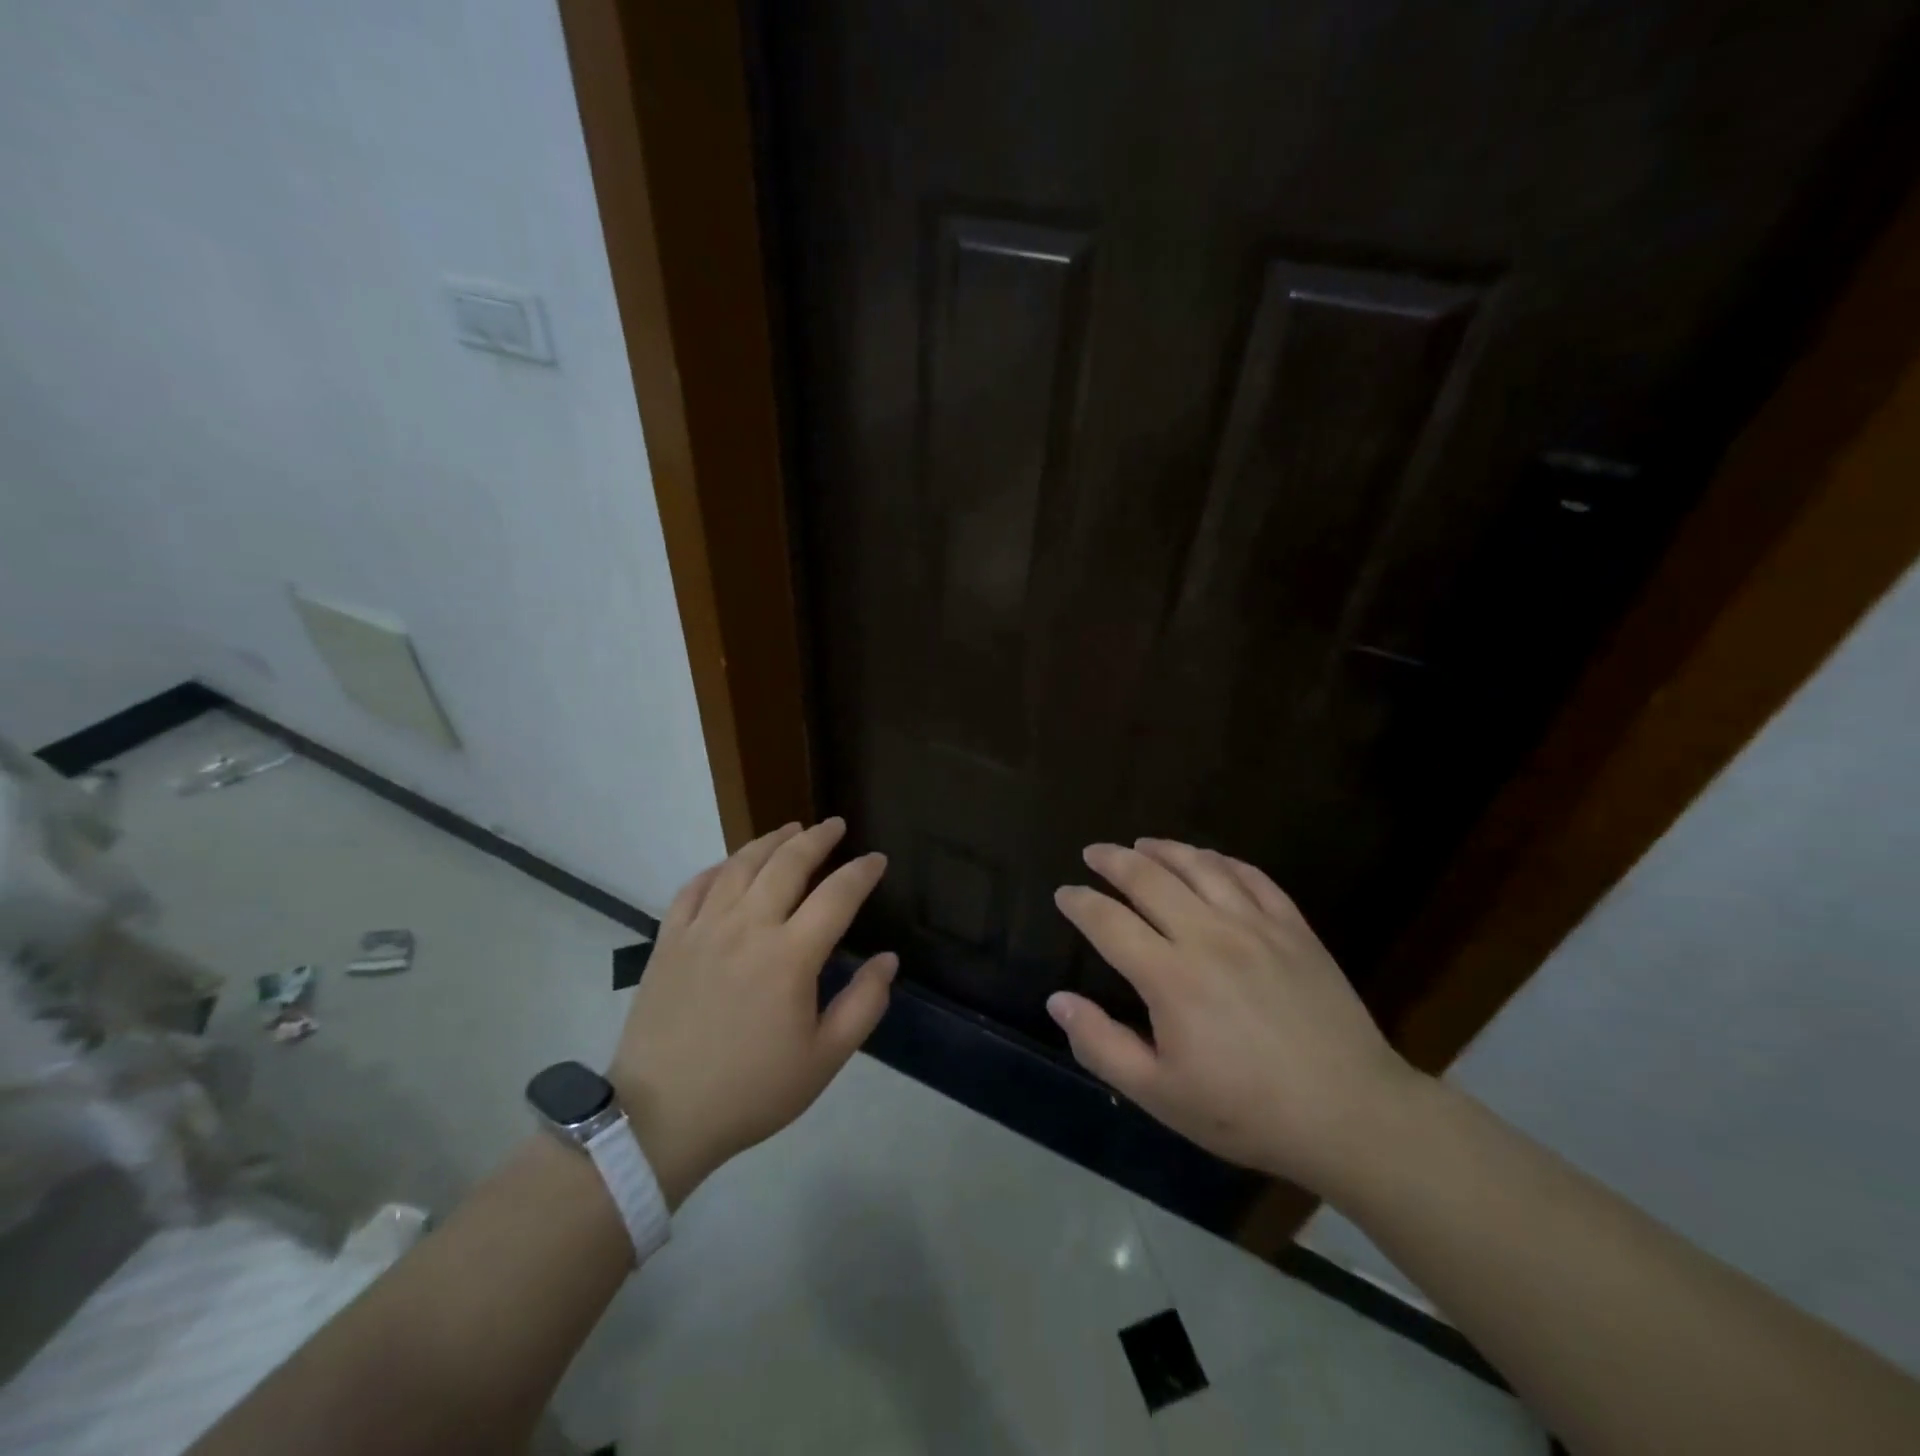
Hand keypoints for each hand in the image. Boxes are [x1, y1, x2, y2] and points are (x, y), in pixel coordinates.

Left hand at [608, 818, 894, 1207]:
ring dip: (770, 841)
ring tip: (790, 829)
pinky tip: (731, 864)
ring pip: (740, 864)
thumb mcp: (823, 1060)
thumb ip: (863, 1005)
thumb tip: (889, 960)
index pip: (836, 895)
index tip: (877, 859)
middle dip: (817, 838)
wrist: (660, 1117)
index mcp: (790, 956)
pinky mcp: (669, 940)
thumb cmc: (751, 1091)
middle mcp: (747, 927)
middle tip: (834, 825)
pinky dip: (718, 867)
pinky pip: (695, 887)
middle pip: (787, 863)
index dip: (861, 872)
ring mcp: (703, 928)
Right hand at [1049, 838, 1422, 1194]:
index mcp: (1169, 976)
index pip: (1108, 922)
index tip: (1063, 894)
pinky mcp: (1293, 928)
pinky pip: (1251, 877)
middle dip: (1113, 860)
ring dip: (1164, 849)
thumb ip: (1101, 1045)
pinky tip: (1209, 859)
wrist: (1350, 1114)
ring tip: (1143, 844)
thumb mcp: (1159, 1095)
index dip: (1079, 903)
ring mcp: (1255, 926)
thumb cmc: (1246, 1111)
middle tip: (1094, 852)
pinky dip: (1222, 860)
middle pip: (1149, 878)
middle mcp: (1207, 935)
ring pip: (1200, 866)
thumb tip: (1058, 1001)